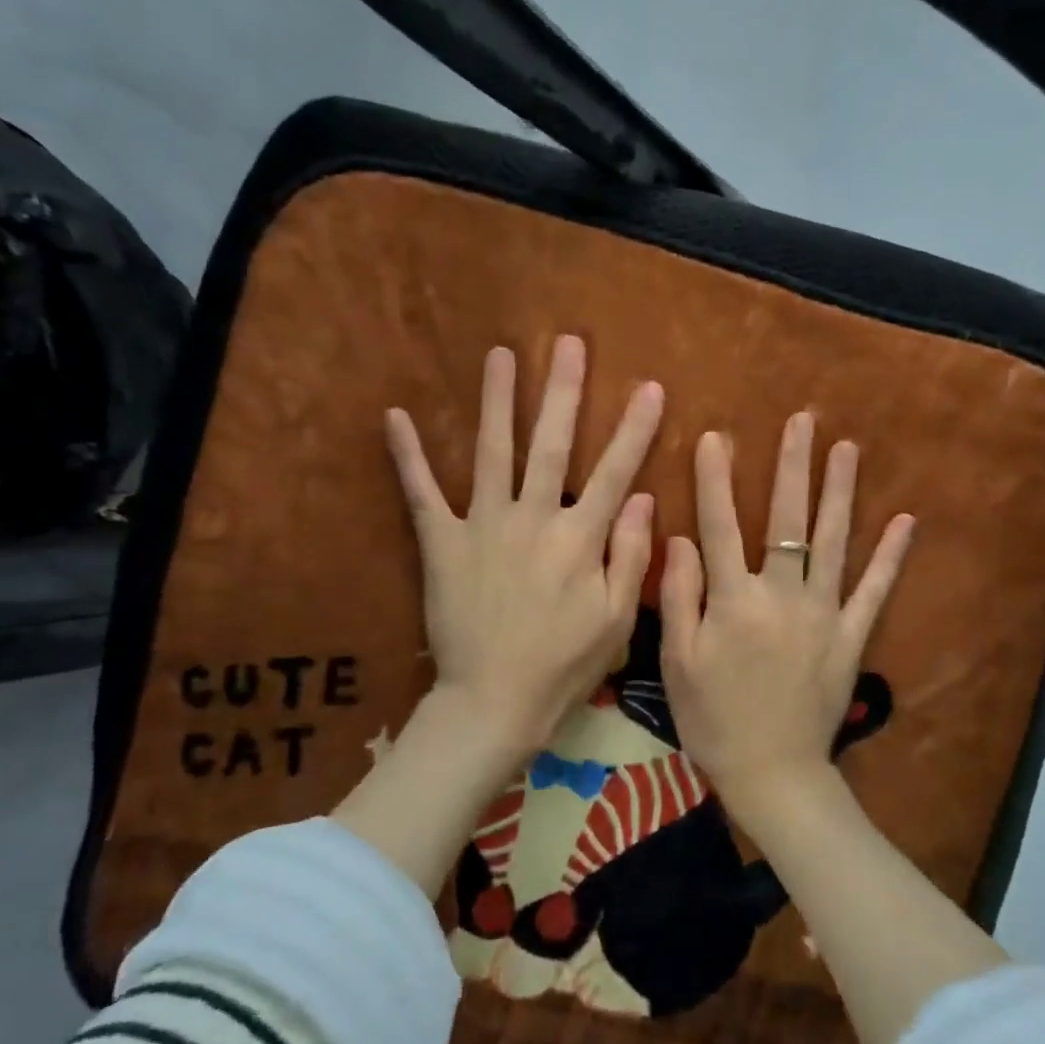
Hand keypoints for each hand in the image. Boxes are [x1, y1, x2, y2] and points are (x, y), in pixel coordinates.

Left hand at [387, 335, 662, 763]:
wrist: (494, 700)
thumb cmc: (563, 665)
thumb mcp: (616, 619)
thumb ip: (632, 555)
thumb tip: (644, 498)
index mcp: (579, 538)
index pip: (615, 472)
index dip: (634, 429)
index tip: (649, 387)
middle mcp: (533, 519)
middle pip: (551, 445)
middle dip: (563, 392)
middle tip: (569, 343)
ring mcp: (483, 525)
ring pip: (491, 452)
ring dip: (496, 401)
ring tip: (500, 354)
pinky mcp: (442, 542)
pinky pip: (421, 493)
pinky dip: (407, 455)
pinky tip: (395, 415)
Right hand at [660, 412, 912, 827]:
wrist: (773, 773)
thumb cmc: (714, 719)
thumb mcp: (677, 662)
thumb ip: (679, 596)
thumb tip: (681, 538)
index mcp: (733, 601)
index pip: (720, 526)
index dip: (715, 480)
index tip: (715, 436)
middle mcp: (781, 595)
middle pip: (786, 520)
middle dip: (792, 467)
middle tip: (801, 421)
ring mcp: (823, 614)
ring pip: (832, 542)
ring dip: (840, 492)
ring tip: (846, 448)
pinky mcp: (851, 636)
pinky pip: (874, 590)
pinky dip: (890, 556)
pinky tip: (904, 521)